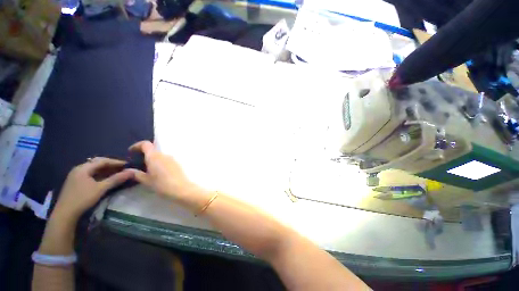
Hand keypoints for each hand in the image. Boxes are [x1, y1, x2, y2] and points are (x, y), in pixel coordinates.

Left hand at [52, 157, 133, 220]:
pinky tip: (106, 179)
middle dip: (111, 165)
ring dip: (106, 171)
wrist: (65, 214)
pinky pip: (90, 175)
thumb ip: (116, 179)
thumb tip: (132, 172)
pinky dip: (100, 176)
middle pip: (98, 164)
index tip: (128, 165)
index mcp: (83, 168)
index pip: (103, 161)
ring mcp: (76, 176)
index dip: (116, 162)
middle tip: (123, 169)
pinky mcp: (75, 183)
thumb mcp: (101, 188)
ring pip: (94, 170)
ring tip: (117, 174)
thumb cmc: (83, 198)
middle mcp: (79, 169)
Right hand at [127, 141, 210, 209]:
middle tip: (139, 163)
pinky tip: (159, 172)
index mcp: (154, 156)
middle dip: (145, 154)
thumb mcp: (146, 180)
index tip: (131, 152)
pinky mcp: (177, 163)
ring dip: (153, 159)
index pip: (146, 144)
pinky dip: (160, 163)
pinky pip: (166, 160)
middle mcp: (164, 155)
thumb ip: (137, 174)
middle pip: (153, 150)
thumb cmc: (162, 184)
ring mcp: (172, 158)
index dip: (137, 145)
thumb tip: (129, 170)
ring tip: (148, 169)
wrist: (181, 188)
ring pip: (160, 155)